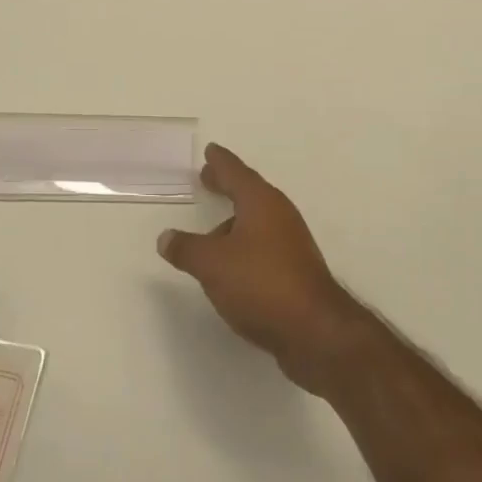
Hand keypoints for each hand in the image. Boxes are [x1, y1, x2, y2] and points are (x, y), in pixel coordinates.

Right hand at [158, 143, 365, 394]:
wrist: (315, 331)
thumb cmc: (261, 284)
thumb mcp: (212, 264)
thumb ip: (186, 249)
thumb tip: (166, 237)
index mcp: (261, 202)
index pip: (236, 172)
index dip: (220, 162)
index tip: (211, 150)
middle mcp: (279, 215)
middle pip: (249, 193)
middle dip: (228, 186)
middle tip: (208, 178)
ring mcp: (291, 243)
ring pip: (256, 222)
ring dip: (234, 221)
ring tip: (211, 234)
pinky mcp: (296, 271)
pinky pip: (263, 246)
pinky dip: (245, 245)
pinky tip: (232, 266)